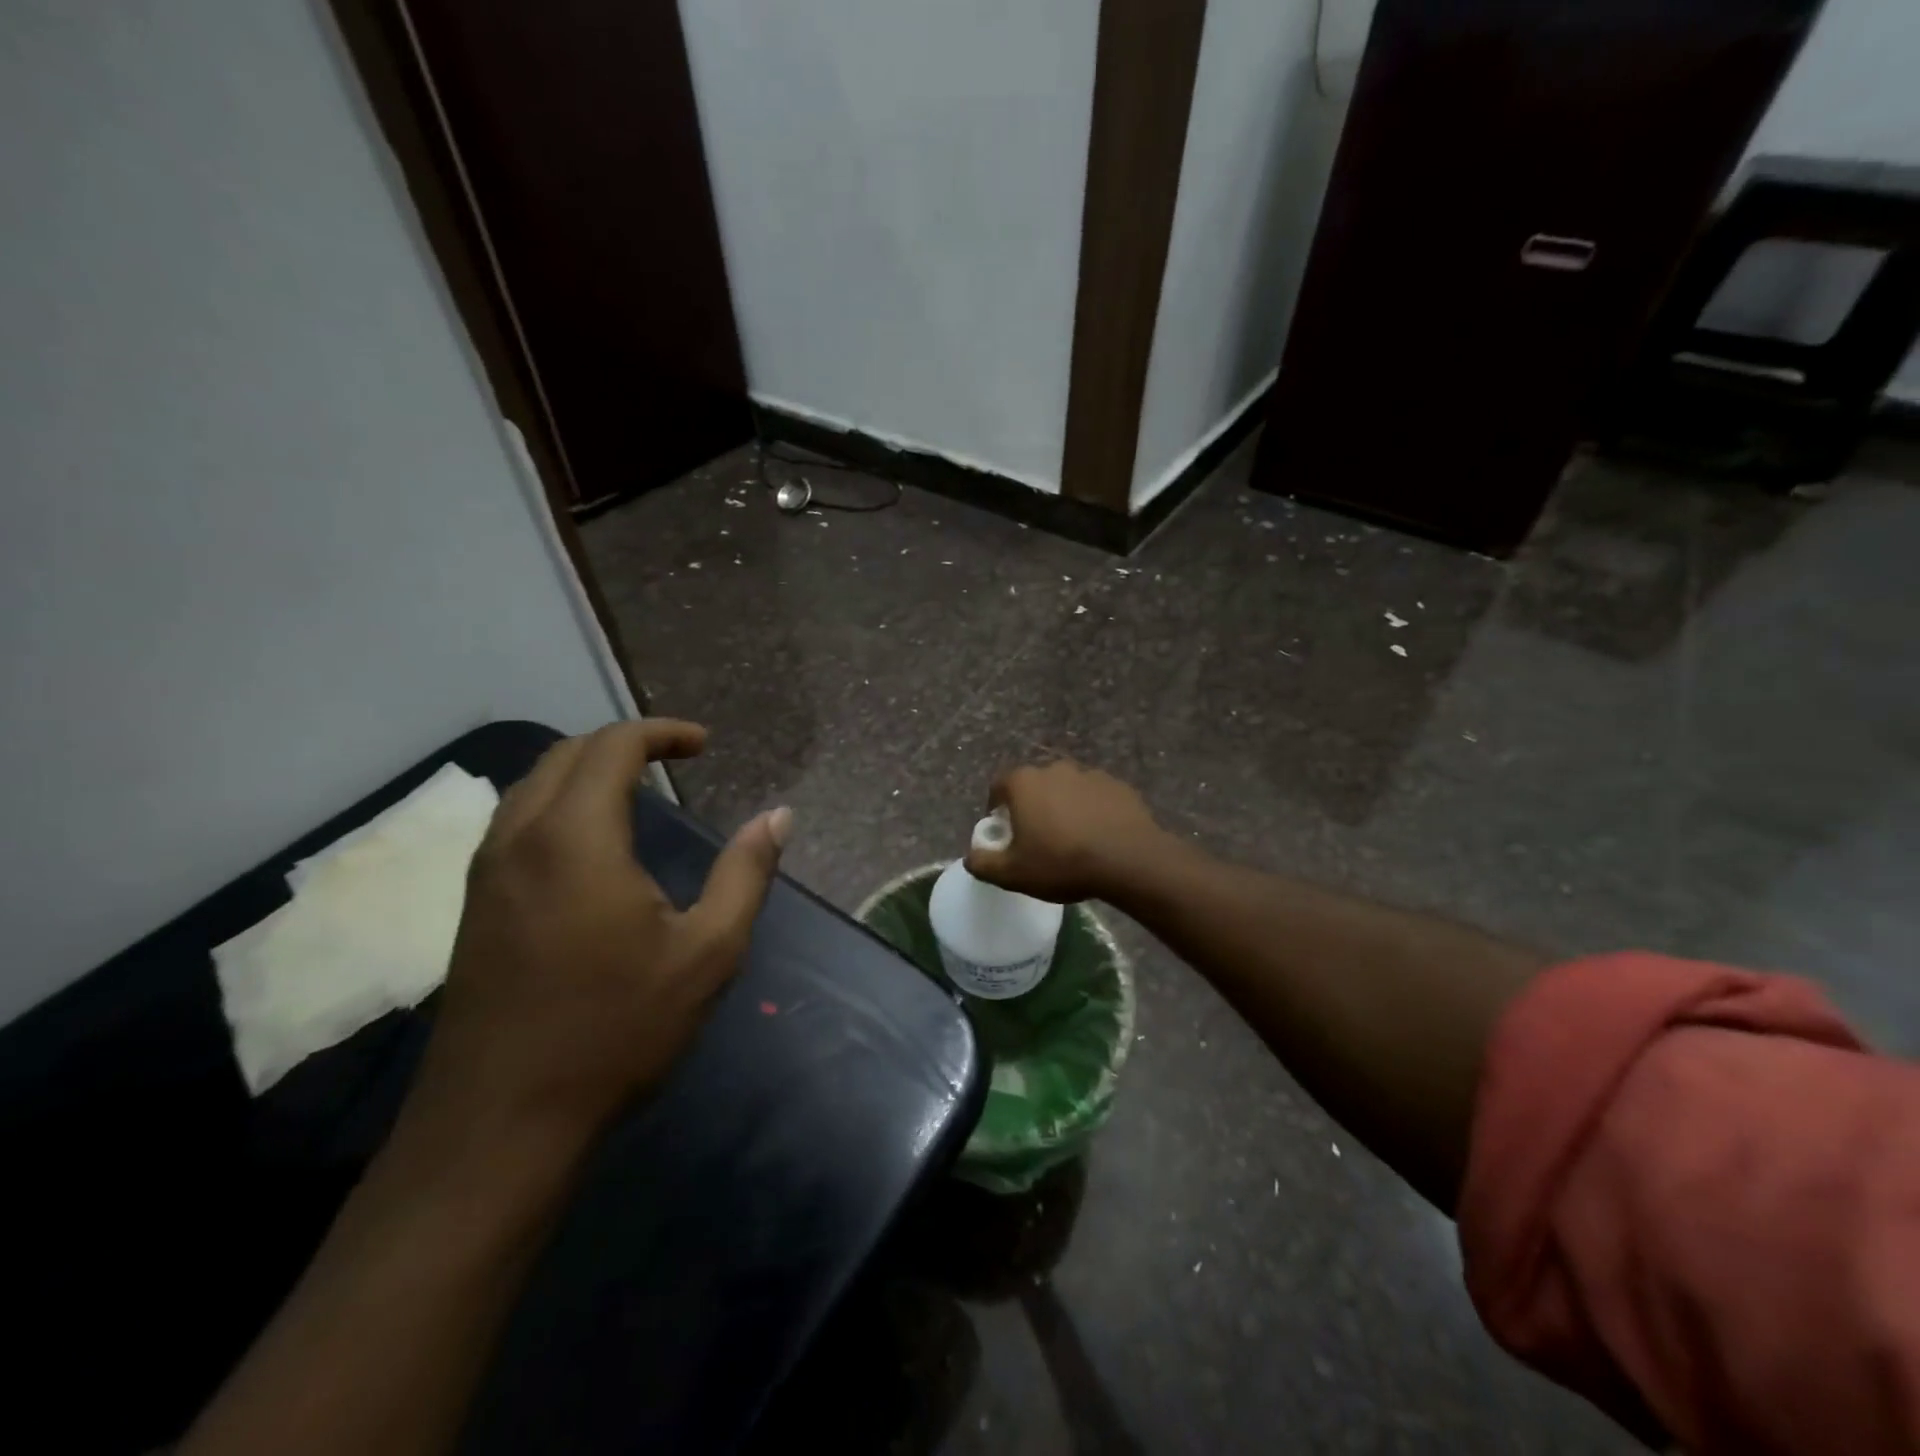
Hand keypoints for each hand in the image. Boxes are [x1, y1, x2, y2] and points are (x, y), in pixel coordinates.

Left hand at [404, 720, 790, 1151]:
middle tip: (676, 760)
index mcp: (575, 838)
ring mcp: (486, 873)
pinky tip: (592, 843)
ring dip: (586, 770)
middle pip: (565, 754)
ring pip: (532, 786)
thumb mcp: (707, 952)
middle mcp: (519, 838)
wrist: (500, 1124)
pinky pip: (516, 822)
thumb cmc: (615, 1030)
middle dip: (624, 743)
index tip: (704, 745)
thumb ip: (746, 874)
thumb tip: (778, 816)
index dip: (661, 733)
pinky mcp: (474, 906)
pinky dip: (559, 803)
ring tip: (638, 790)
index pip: (612, 746)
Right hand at [965, 759, 1166, 903]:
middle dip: (1031, 807)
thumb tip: (970, 857)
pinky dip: (1092, 811)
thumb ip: (983, 863)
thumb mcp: (1013, 873)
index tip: (1004, 831)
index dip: (996, 808)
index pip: (999, 785)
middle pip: (1033, 785)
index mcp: (1024, 783)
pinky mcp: (1117, 785)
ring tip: (1071, 839)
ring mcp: (1089, 774)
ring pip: (1066, 789)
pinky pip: (1095, 797)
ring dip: (1063, 807)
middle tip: (1037, 838)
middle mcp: (1054, 769)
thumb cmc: (1062, 862)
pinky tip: (1098, 836)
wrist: (1128, 860)